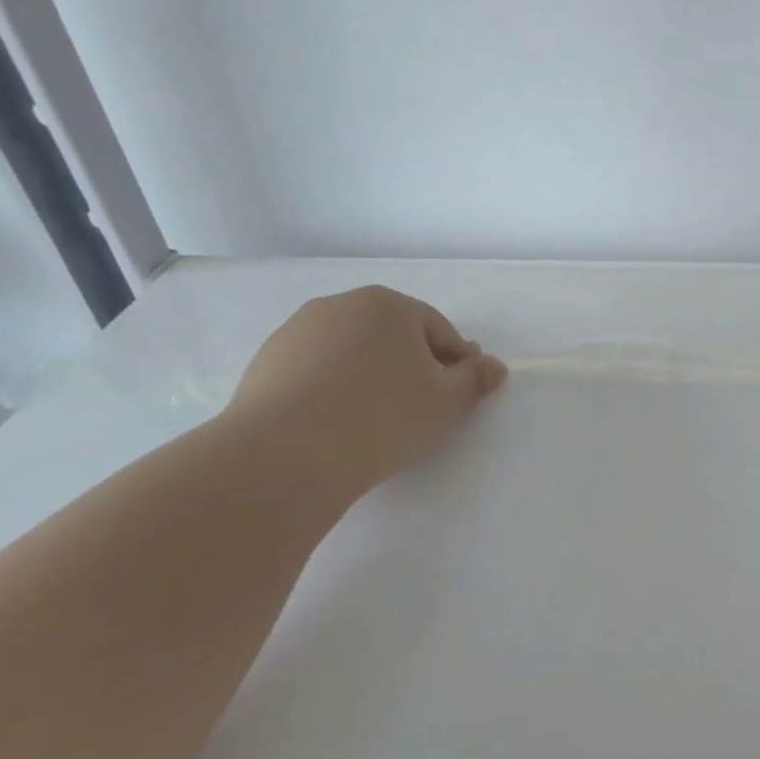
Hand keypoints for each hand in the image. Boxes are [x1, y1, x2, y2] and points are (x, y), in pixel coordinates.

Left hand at [222, 286, 506, 495]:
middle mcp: (339, 306)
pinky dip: (333, 388)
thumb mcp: (447, 401)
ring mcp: (296, 332)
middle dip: (412, 364)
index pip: (438, 329)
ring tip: (377, 417)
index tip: (462, 392)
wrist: (287, 453)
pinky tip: (338, 422)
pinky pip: (316, 370)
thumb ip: (474, 379)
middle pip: (392, 335)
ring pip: (351, 351)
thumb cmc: (383, 417)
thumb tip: (494, 366)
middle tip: (423, 405)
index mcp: (388, 305)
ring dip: (371, 375)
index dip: (457, 361)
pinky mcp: (265, 362)